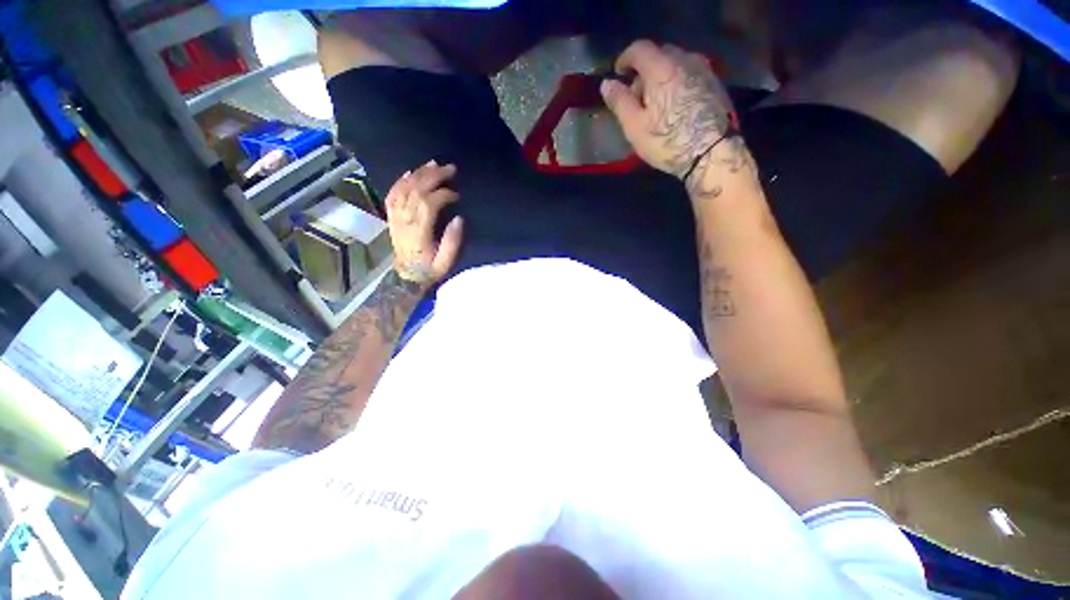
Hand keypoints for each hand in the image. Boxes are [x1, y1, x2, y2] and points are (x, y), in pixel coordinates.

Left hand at [384, 161, 463, 286]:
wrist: (405, 277)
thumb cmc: (428, 270)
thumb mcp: (445, 263)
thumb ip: (452, 242)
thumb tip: (459, 219)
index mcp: (418, 232)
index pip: (427, 205)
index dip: (443, 195)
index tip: (457, 195)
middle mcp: (404, 221)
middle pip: (415, 191)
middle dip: (433, 177)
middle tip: (450, 168)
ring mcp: (395, 217)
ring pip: (403, 189)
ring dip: (418, 174)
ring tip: (433, 164)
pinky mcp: (392, 217)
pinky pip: (392, 194)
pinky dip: (400, 181)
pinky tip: (410, 172)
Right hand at [600, 41, 748, 189]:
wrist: (712, 153)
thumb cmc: (667, 141)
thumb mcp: (635, 127)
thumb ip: (620, 102)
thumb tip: (607, 84)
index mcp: (661, 68)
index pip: (639, 48)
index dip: (625, 58)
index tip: (618, 74)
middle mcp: (684, 60)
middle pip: (659, 54)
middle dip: (644, 71)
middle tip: (637, 97)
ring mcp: (703, 70)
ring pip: (676, 63)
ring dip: (662, 76)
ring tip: (657, 103)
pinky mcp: (715, 83)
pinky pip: (690, 73)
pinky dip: (677, 82)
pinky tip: (675, 105)